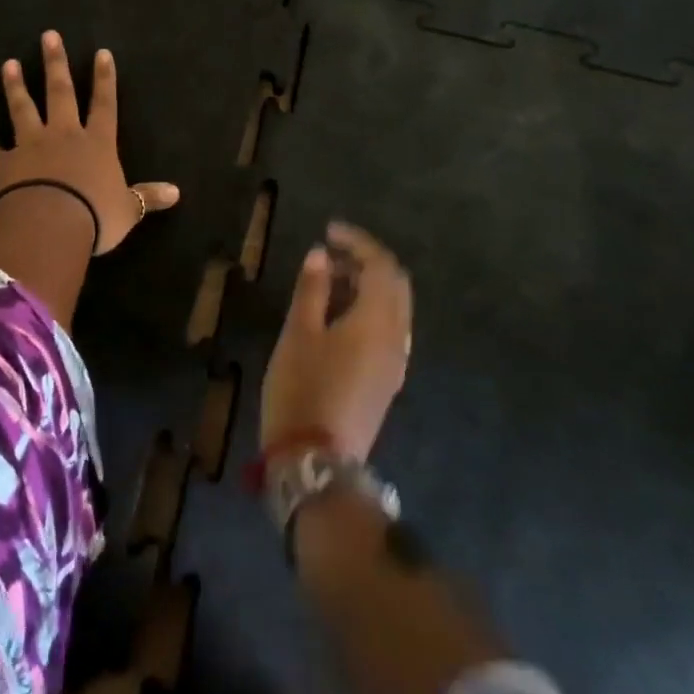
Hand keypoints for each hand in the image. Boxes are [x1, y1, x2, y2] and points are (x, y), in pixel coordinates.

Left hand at [0, 30, 179, 254]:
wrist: (49, 224)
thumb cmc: (96, 215)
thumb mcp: (128, 209)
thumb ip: (147, 197)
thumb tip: (177, 193)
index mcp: (97, 143)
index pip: (104, 104)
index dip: (104, 79)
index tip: (101, 53)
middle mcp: (63, 136)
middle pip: (60, 93)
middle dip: (55, 64)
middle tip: (48, 36)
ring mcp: (31, 146)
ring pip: (23, 109)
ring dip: (15, 87)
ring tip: (8, 64)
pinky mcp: (5, 165)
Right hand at [260, 222, 412, 460]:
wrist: (316, 462)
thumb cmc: (302, 389)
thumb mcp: (298, 333)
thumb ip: (312, 289)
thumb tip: (321, 254)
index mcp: (377, 322)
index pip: (381, 266)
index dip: (357, 242)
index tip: (329, 231)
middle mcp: (396, 338)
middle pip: (395, 285)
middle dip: (366, 262)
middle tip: (330, 256)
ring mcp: (394, 363)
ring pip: (393, 308)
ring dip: (367, 286)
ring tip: (327, 282)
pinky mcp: (386, 381)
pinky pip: (387, 330)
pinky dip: (368, 309)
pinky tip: (337, 317)